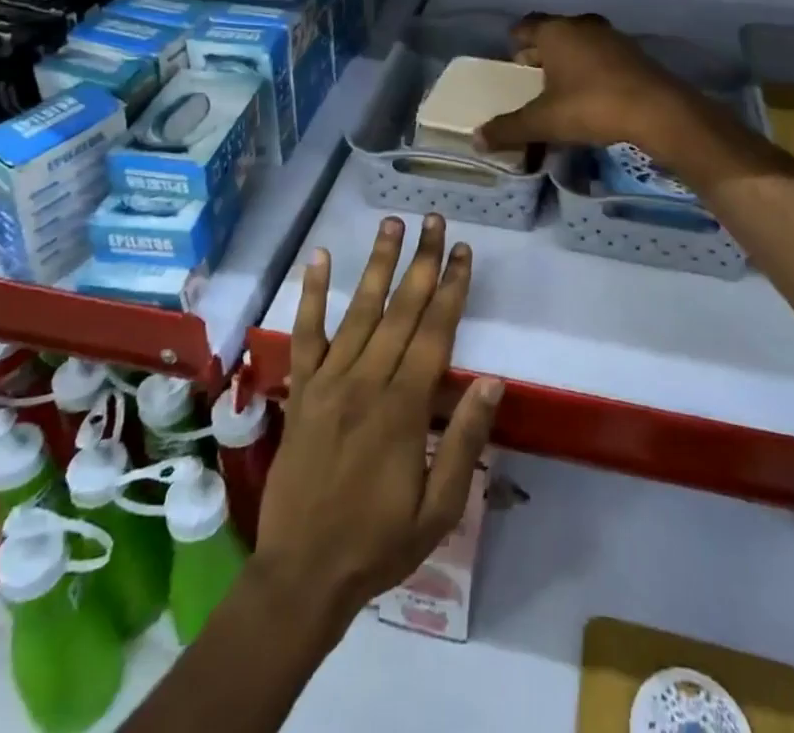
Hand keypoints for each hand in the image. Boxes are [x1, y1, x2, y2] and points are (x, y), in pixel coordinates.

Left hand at [254, 214, 502, 630]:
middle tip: (434, 219)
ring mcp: (329, 381)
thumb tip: (492, 381)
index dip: (451, 287)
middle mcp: (367, 381)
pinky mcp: (301, 390)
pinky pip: (306, 334)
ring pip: (359, 310)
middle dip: (422, 261)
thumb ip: (464, 441)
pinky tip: (319, 258)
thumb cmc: (378, 543)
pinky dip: (312, 294)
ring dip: (378, 264)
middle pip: (401, 309)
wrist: (301, 575)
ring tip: (392, 223)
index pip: (434, 332)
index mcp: (404, 407)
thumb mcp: (439, 508)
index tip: (462, 251)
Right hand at [475, 13, 701, 160]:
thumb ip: (509, 128)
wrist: (657, 111)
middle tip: (532, 77)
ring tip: (561, 89)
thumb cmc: (591, 106)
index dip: (516, 42)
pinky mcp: (635, 54)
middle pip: (554, 33)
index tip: (511, 61)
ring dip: (570, 61)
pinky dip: (593, 69)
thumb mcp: (544, 121)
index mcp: (556, 32)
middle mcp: (583, 25)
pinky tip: (593, 95)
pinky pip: (603, 56)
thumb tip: (477, 138)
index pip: (526, 26)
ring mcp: (612, 37)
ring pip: (581, 43)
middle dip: (542, 53)